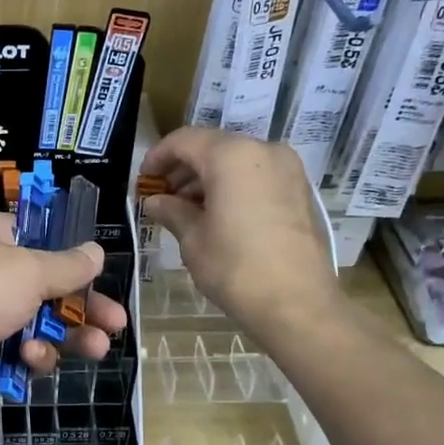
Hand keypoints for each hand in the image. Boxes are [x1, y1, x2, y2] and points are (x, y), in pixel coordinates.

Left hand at [0, 209, 127, 422]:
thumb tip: (96, 251)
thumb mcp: (30, 269)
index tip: (98, 273)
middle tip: (117, 322)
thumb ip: (68, 266)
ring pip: (39, 323)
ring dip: (68, 334)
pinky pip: (20, 351)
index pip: (36, 238)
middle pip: (46, 286)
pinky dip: (32, 355)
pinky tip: (32, 359)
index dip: (68, 256)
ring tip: (98, 347)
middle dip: (83, 305)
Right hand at [139, 127, 341, 327]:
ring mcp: (288, 169)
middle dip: (183, 169)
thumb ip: (171, 211)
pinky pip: (257, 177)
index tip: (143, 179)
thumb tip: (154, 201)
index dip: (158, 157)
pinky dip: (233, 187)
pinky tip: (216, 216)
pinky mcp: (300, 191)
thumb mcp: (192, 239)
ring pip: (237, 162)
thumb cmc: (235, 268)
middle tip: (161, 197)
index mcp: (231, 156)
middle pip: (213, 148)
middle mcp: (263, 151)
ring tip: (185, 210)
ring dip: (208, 179)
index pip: (184, 141)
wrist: (297, 303)